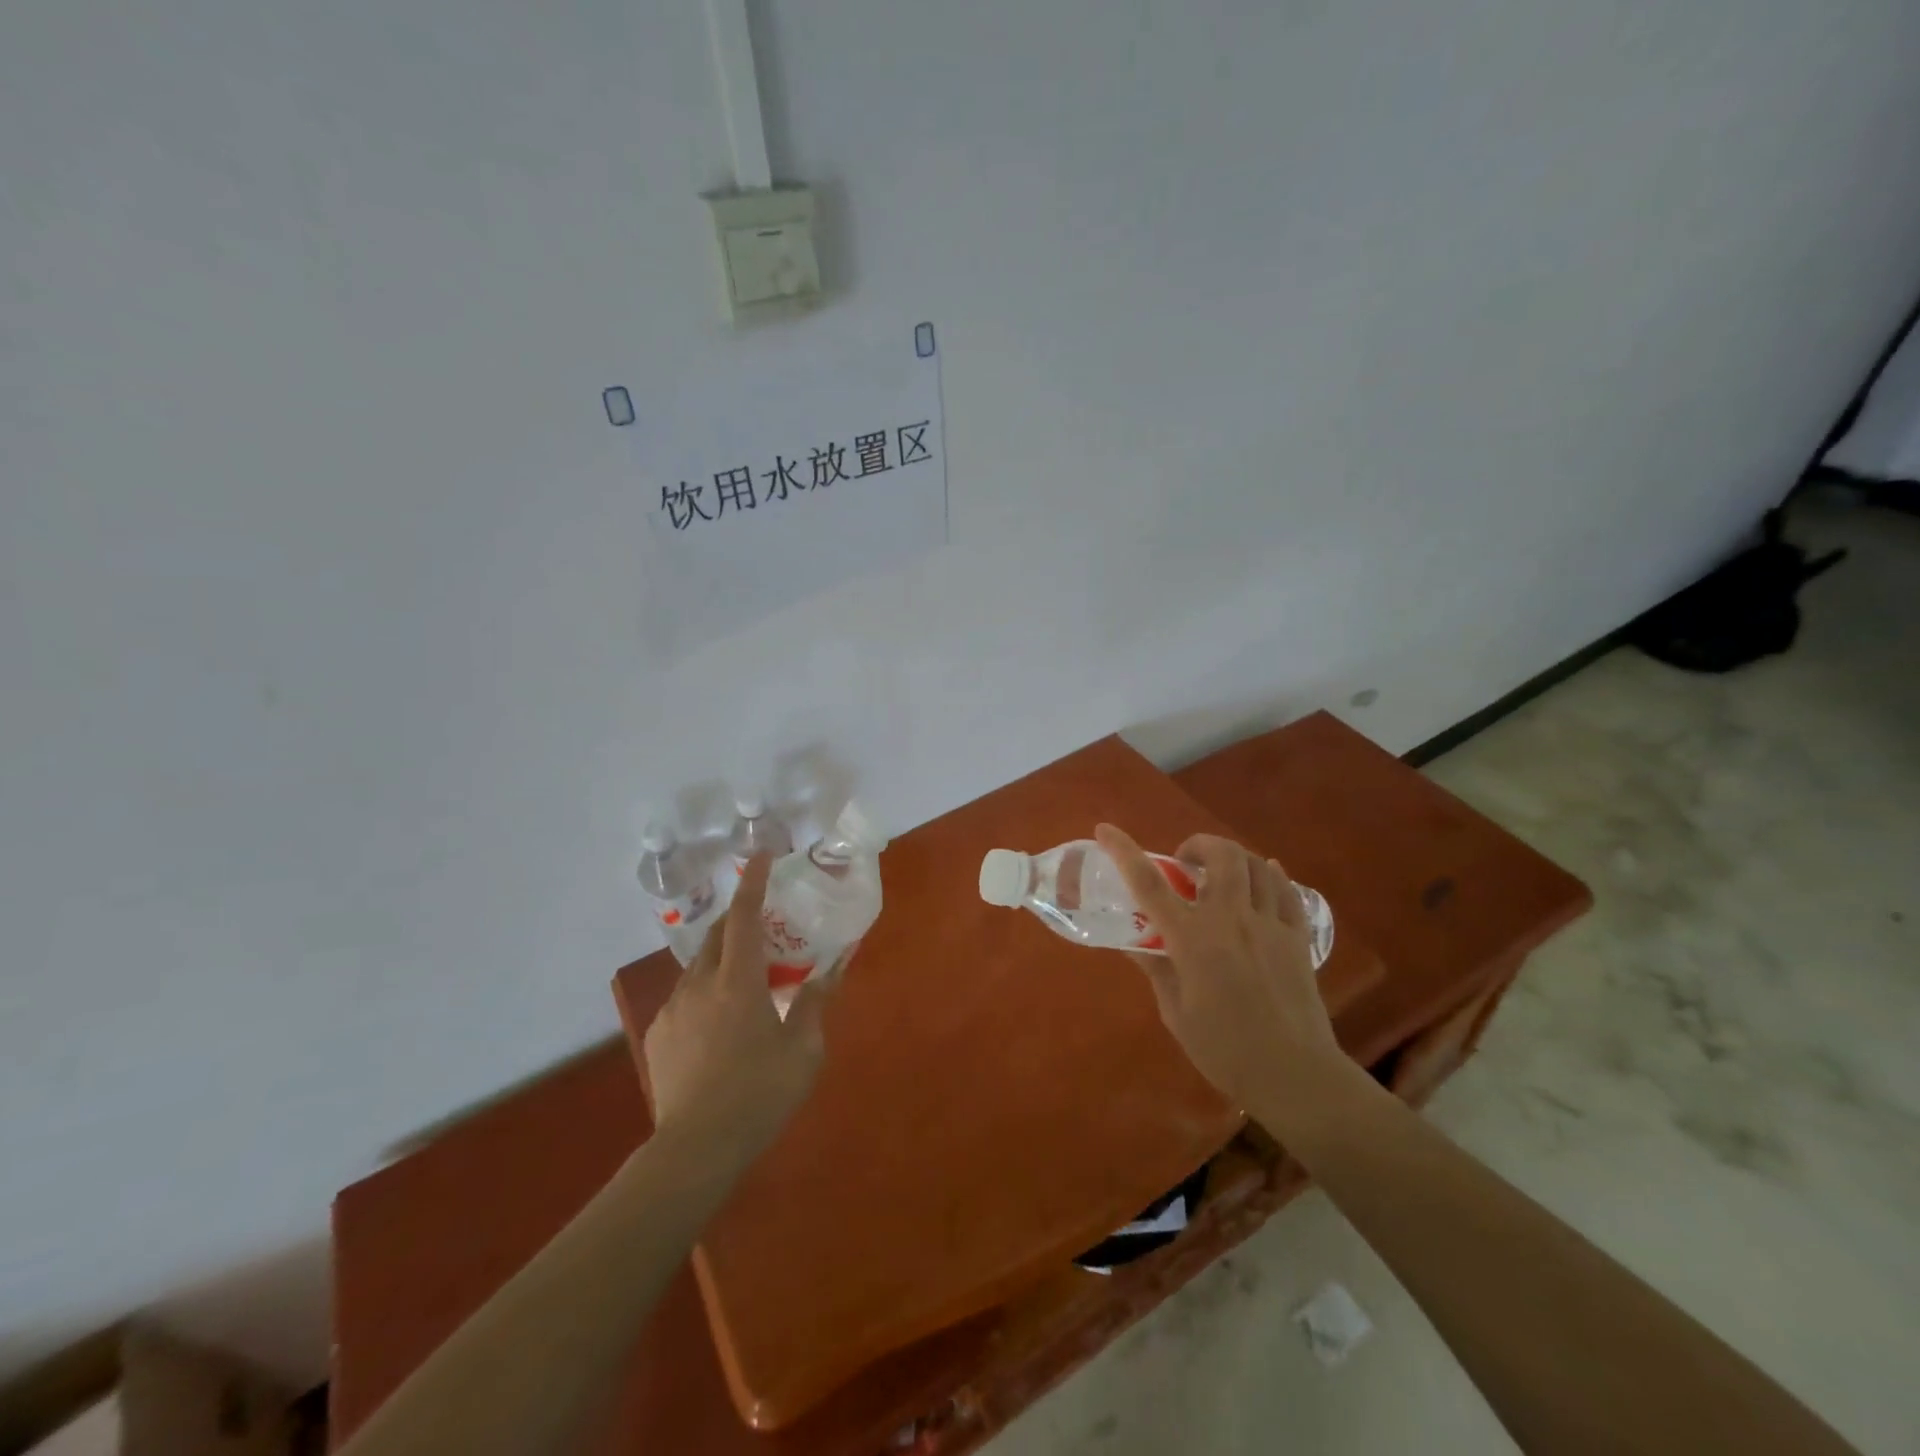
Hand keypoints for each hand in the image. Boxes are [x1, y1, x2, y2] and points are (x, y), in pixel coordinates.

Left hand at [642, 854, 830, 1163]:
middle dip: (738, 920)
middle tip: (763, 928)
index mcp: (738, 981)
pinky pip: (684, 997)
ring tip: (743, 980)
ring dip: (722, 959)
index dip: (753, 883)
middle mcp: (700, 984)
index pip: (744, 917)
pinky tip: (718, 1023)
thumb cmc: (759, 1094)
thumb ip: (816, 1002)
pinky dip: (705, 991)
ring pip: (698, 966)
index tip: (759, 856)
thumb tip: (836, 967)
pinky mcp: (658, 1035)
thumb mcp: (804, 1050)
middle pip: (717, 935)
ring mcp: (673, 1009)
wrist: (695, 1150)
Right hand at [1094, 823, 1341, 1115]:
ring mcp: (1270, 925)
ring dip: (1232, 857)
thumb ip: (1156, 968)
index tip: (1106, 829)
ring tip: (1221, 873)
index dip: (1124, 850)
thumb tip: (1135, 943)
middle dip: (1198, 845)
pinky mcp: (1297, 937)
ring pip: (1256, 864)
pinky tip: (1265, 875)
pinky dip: (1272, 874)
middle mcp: (1232, 920)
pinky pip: (1287, 890)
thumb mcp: (1175, 1012)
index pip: (1149, 883)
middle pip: (1220, 855)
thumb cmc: (1224, 1050)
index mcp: (1193, 939)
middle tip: (1185, 863)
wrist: (1295, 1075)